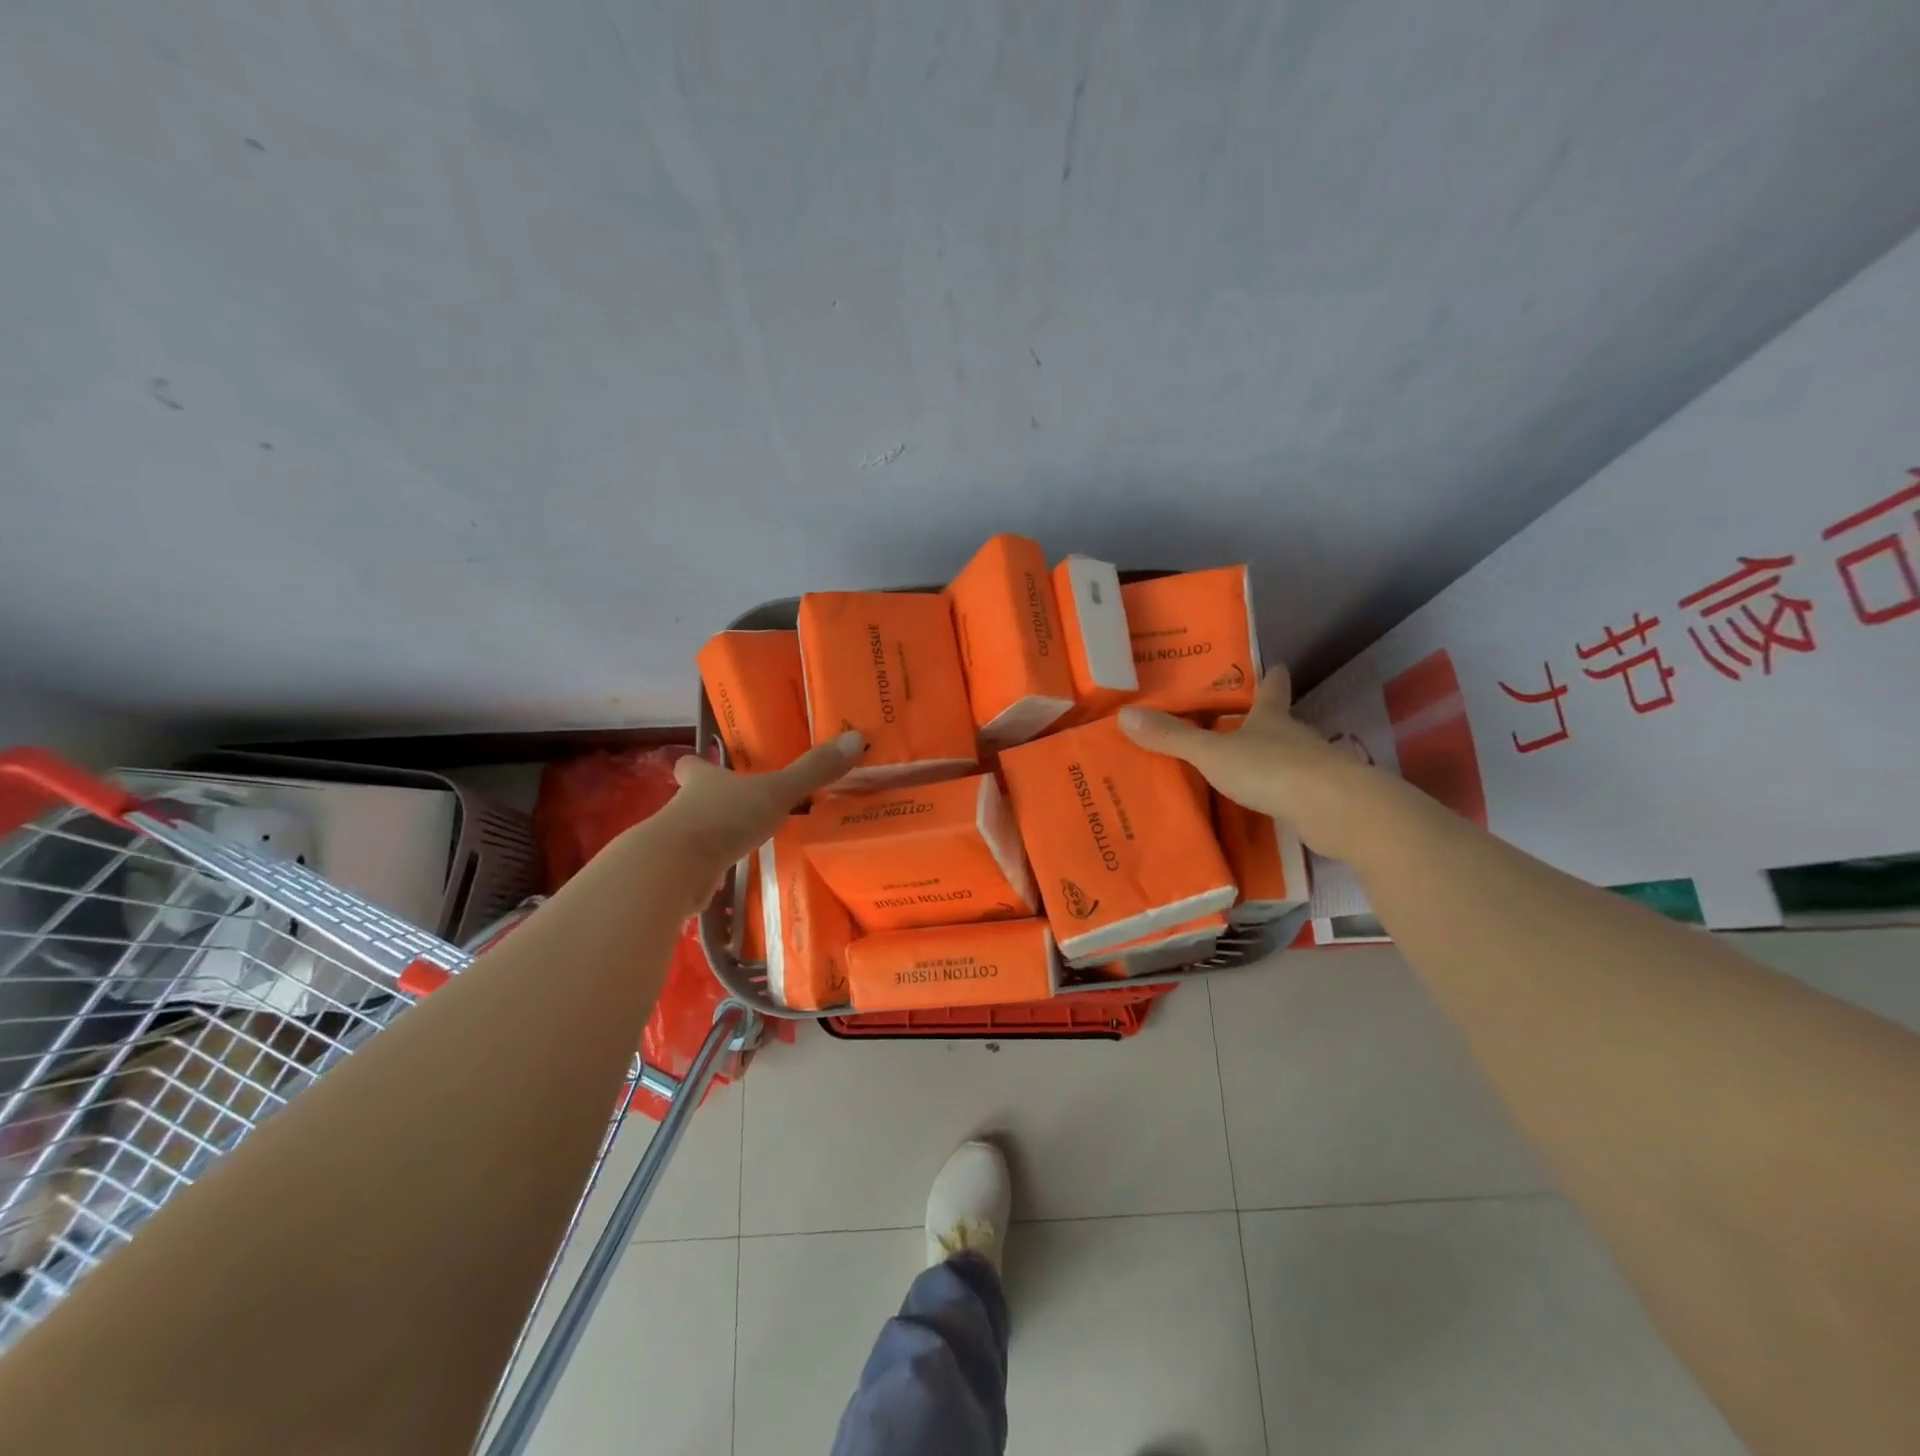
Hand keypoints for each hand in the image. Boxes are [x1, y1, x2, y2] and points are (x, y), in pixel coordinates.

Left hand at [647, 731, 865, 879]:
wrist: (674, 869)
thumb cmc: (723, 819)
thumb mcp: (776, 792)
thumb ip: (813, 771)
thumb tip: (856, 739)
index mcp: (704, 781)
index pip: (692, 766)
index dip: (697, 764)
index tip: (701, 763)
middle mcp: (685, 807)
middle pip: (691, 799)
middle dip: (709, 802)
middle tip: (736, 806)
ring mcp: (678, 843)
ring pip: (693, 833)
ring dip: (711, 837)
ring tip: (740, 842)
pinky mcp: (678, 876)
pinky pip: (697, 868)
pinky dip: (709, 870)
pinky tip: (728, 877)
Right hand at [1117, 666, 1378, 858]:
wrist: (1332, 808)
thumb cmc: (1270, 769)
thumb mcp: (1211, 753)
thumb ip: (1172, 738)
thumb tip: (1124, 715)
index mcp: (1271, 719)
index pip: (1272, 691)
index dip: (1272, 679)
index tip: (1277, 666)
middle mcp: (1295, 738)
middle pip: (1282, 723)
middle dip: (1267, 721)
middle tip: (1246, 721)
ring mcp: (1313, 769)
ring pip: (1290, 757)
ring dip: (1273, 759)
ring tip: (1250, 765)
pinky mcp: (1321, 800)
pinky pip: (1294, 790)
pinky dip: (1281, 792)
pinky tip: (1267, 803)